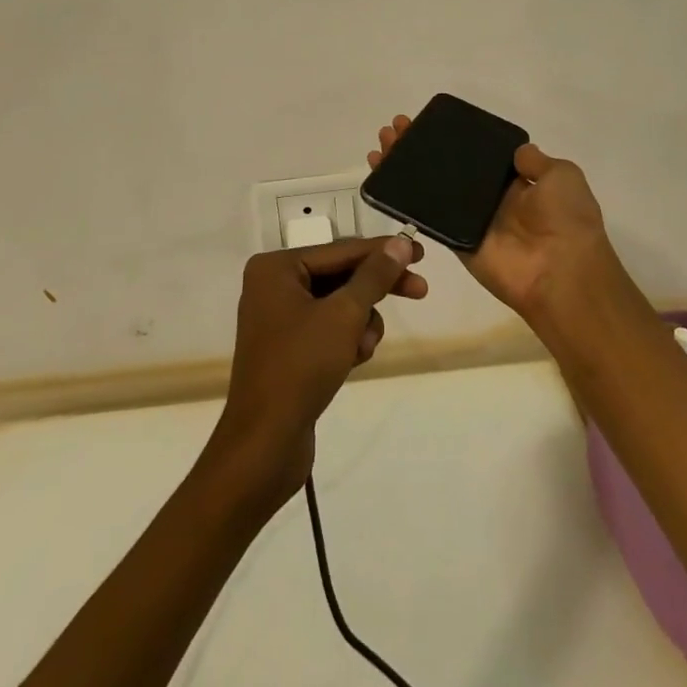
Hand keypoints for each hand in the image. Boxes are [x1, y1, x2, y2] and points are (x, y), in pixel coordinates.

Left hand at [206, 236, 426, 511]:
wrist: (265, 444)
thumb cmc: (301, 366)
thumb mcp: (344, 315)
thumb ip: (374, 276)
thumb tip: (400, 242)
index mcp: (276, 268)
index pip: (341, 250)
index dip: (383, 251)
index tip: (420, 252)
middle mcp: (273, 286)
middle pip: (341, 275)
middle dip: (377, 289)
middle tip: (420, 290)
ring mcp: (279, 318)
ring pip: (339, 305)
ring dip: (361, 322)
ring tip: (363, 347)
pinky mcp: (289, 349)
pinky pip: (329, 329)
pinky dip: (347, 340)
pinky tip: (354, 361)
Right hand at [369, 116, 632, 327]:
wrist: (561, 271)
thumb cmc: (565, 218)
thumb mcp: (561, 175)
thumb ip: (535, 160)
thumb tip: (517, 151)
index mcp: (516, 181)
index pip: (476, 153)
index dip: (451, 137)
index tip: (426, 121)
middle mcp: (490, 198)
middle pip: (447, 167)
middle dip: (420, 147)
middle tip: (395, 129)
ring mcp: (469, 219)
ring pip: (430, 188)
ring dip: (405, 167)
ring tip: (381, 146)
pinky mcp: (454, 240)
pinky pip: (427, 217)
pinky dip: (403, 199)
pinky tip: (382, 178)